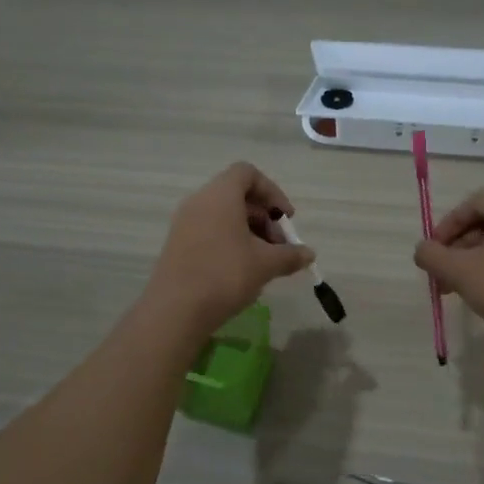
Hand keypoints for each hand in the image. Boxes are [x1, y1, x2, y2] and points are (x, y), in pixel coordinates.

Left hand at [146, 163, 313, 337]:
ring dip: (249, 231)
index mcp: (220, 195)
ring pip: (223, 215)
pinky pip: (209, 230)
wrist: (174, 310)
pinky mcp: (177, 244)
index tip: (286, 218)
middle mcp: (199, 201)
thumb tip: (308, 254)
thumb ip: (290, 255)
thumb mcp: (265, 265)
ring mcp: (184, 223)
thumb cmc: (224, 276)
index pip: (247, 173)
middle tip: (279, 247)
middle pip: (237, 195)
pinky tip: (242, 270)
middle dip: (264, 217)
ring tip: (264, 262)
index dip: (272, 191)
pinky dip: (230, 240)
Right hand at [414, 192, 483, 363]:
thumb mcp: (460, 272)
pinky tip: (481, 299)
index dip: (448, 223)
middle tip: (440, 275)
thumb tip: (422, 250)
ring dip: (471, 264)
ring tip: (455, 291)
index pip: (473, 203)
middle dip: (456, 248)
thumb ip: (433, 256)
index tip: (433, 250)